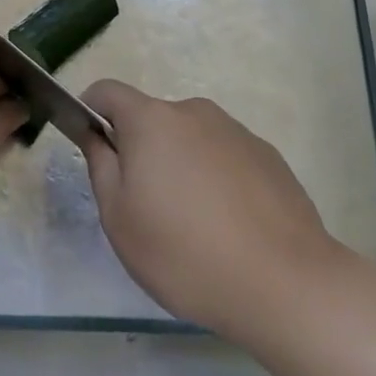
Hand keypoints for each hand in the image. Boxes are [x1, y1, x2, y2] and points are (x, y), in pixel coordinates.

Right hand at [76, 80, 342, 344]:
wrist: (286, 284)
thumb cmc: (185, 253)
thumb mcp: (119, 219)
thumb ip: (100, 165)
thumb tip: (96, 134)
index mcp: (151, 120)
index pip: (107, 92)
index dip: (90, 111)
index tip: (91, 147)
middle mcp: (194, 112)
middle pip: (152, 119)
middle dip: (141, 150)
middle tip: (146, 207)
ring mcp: (236, 131)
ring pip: (190, 139)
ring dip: (181, 166)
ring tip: (194, 226)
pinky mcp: (268, 156)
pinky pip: (225, 158)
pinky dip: (217, 180)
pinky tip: (230, 228)